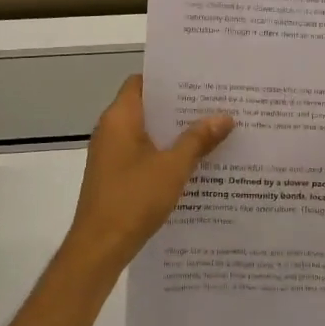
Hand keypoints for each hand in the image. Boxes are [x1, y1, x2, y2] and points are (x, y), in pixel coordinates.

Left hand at [64, 75, 232, 276]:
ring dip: (175, 132)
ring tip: (212, 130)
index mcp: (120, 118)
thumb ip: (198, 139)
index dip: (168, 78)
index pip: (142, 81)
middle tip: (215, 103)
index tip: (199, 79)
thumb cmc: (133, 199)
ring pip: (148, 132)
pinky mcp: (115, 175)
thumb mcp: (173, 167)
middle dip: (180, 106)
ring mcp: (111, 154)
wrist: (99, 248)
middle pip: (148, 107)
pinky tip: (194, 163)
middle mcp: (111, 130)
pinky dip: (165, 153)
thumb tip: (225, 116)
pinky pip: (144, 153)